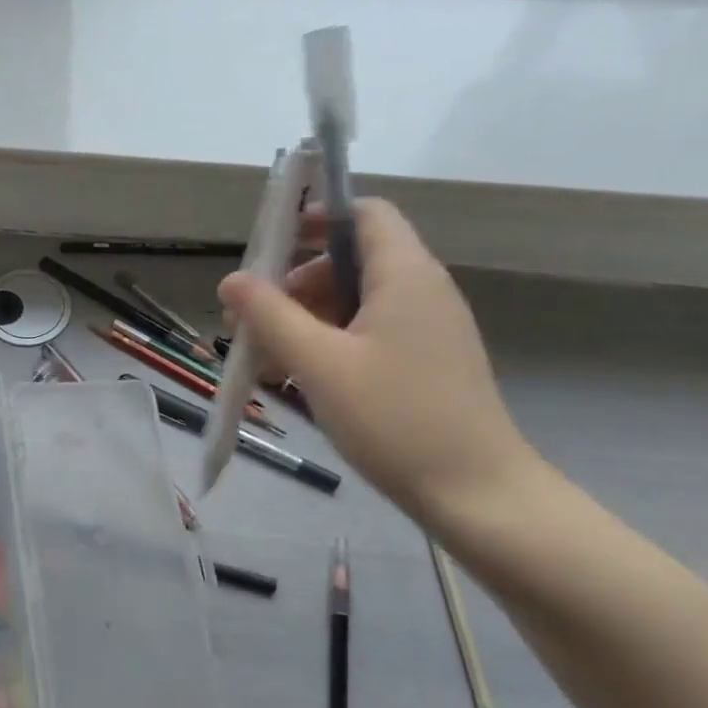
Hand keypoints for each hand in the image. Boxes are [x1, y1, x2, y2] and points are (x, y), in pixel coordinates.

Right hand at [219, 198, 537, 524]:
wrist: (476, 494)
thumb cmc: (395, 419)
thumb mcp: (319, 364)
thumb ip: (270, 315)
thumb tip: (231, 279)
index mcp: (405, 274)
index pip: (364, 214)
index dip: (317, 218)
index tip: (270, 248)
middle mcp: (421, 290)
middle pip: (350, 261)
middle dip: (294, 282)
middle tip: (251, 319)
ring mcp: (427, 329)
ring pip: (355, 302)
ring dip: (305, 319)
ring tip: (263, 358)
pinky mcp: (425, 363)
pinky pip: (369, 334)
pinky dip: (329, 344)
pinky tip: (296, 380)